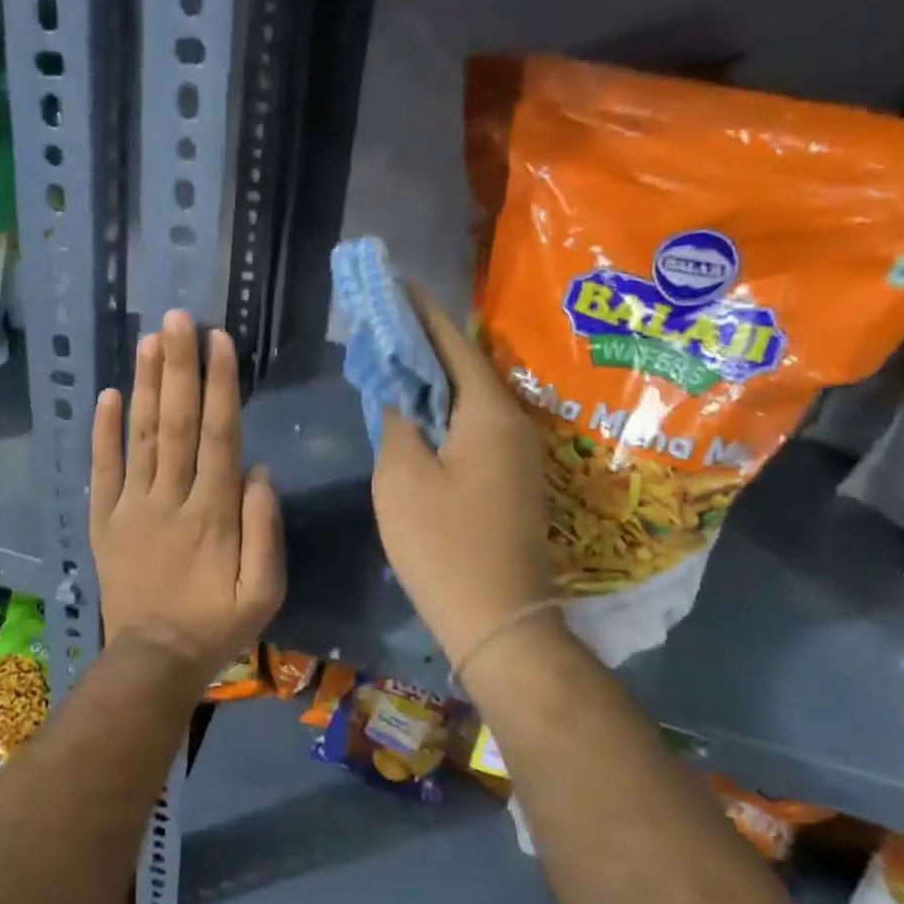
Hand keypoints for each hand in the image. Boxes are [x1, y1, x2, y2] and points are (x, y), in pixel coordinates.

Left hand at [91, 310, 284, 675]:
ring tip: (148, 340)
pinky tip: (107, 395)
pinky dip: (103, 433)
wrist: (154, 660)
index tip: (217, 340)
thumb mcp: (264, 590)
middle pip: (176, 423)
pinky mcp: (104, 521)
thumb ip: (265, 529)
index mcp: (213, 513)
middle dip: (178, 367)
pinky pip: (102, 471)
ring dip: (144, 386)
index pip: (219, 436)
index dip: (219, 385)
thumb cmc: (217, 624)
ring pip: (140, 437)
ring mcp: (132, 507)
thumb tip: (259, 470)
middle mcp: (171, 498)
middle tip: (177, 318)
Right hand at [371, 289, 556, 670]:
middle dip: (425, 343)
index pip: (452, 342)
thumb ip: (397, 420)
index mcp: (489, 412)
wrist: (498, 619)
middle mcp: (514, 423)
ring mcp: (519, 454)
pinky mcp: (513, 480)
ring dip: (434, 380)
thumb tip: (400, 391)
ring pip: (471, 399)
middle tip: (384, 325)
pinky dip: (445, 413)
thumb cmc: (442, 544)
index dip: (420, 311)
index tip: (395, 284)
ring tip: (394, 363)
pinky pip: (476, 428)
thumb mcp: (401, 476)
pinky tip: (418, 417)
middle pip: (465, 367)